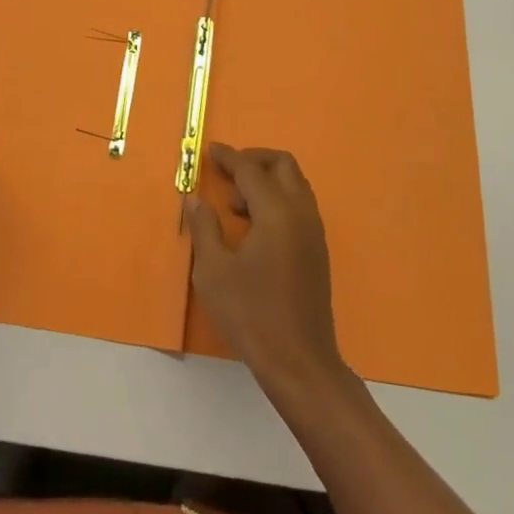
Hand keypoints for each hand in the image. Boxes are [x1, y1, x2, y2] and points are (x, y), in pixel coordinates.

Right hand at [185, 143, 342, 391]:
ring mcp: (314, 231)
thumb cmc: (252, 314)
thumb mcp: (213, 272)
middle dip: (254, 160)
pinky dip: (278, 200)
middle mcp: (301, 213)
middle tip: (227, 173)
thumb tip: (196, 200)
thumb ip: (204, 228)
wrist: (300, 362)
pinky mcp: (317, 250)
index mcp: (277, 212)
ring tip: (236, 205)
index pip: (251, 170)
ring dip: (267, 181)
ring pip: (295, 184)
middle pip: (283, 165)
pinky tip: (254, 227)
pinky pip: (299, 205)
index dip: (229, 157)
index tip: (210, 151)